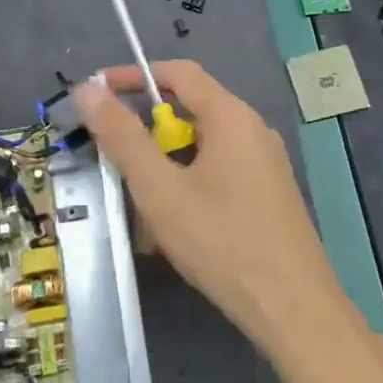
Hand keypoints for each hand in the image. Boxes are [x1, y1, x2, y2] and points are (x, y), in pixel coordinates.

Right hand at [74, 62, 356, 358]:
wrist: (293, 309)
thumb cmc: (222, 242)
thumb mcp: (160, 190)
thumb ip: (123, 137)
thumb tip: (89, 89)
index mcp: (232, 117)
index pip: (180, 73)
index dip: (135, 76)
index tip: (98, 91)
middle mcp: (253, 131)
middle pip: (191, 111)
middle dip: (148, 132)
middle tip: (113, 158)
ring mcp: (266, 164)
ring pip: (203, 149)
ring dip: (166, 167)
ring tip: (139, 204)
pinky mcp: (269, 195)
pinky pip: (219, 173)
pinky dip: (189, 186)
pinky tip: (172, 227)